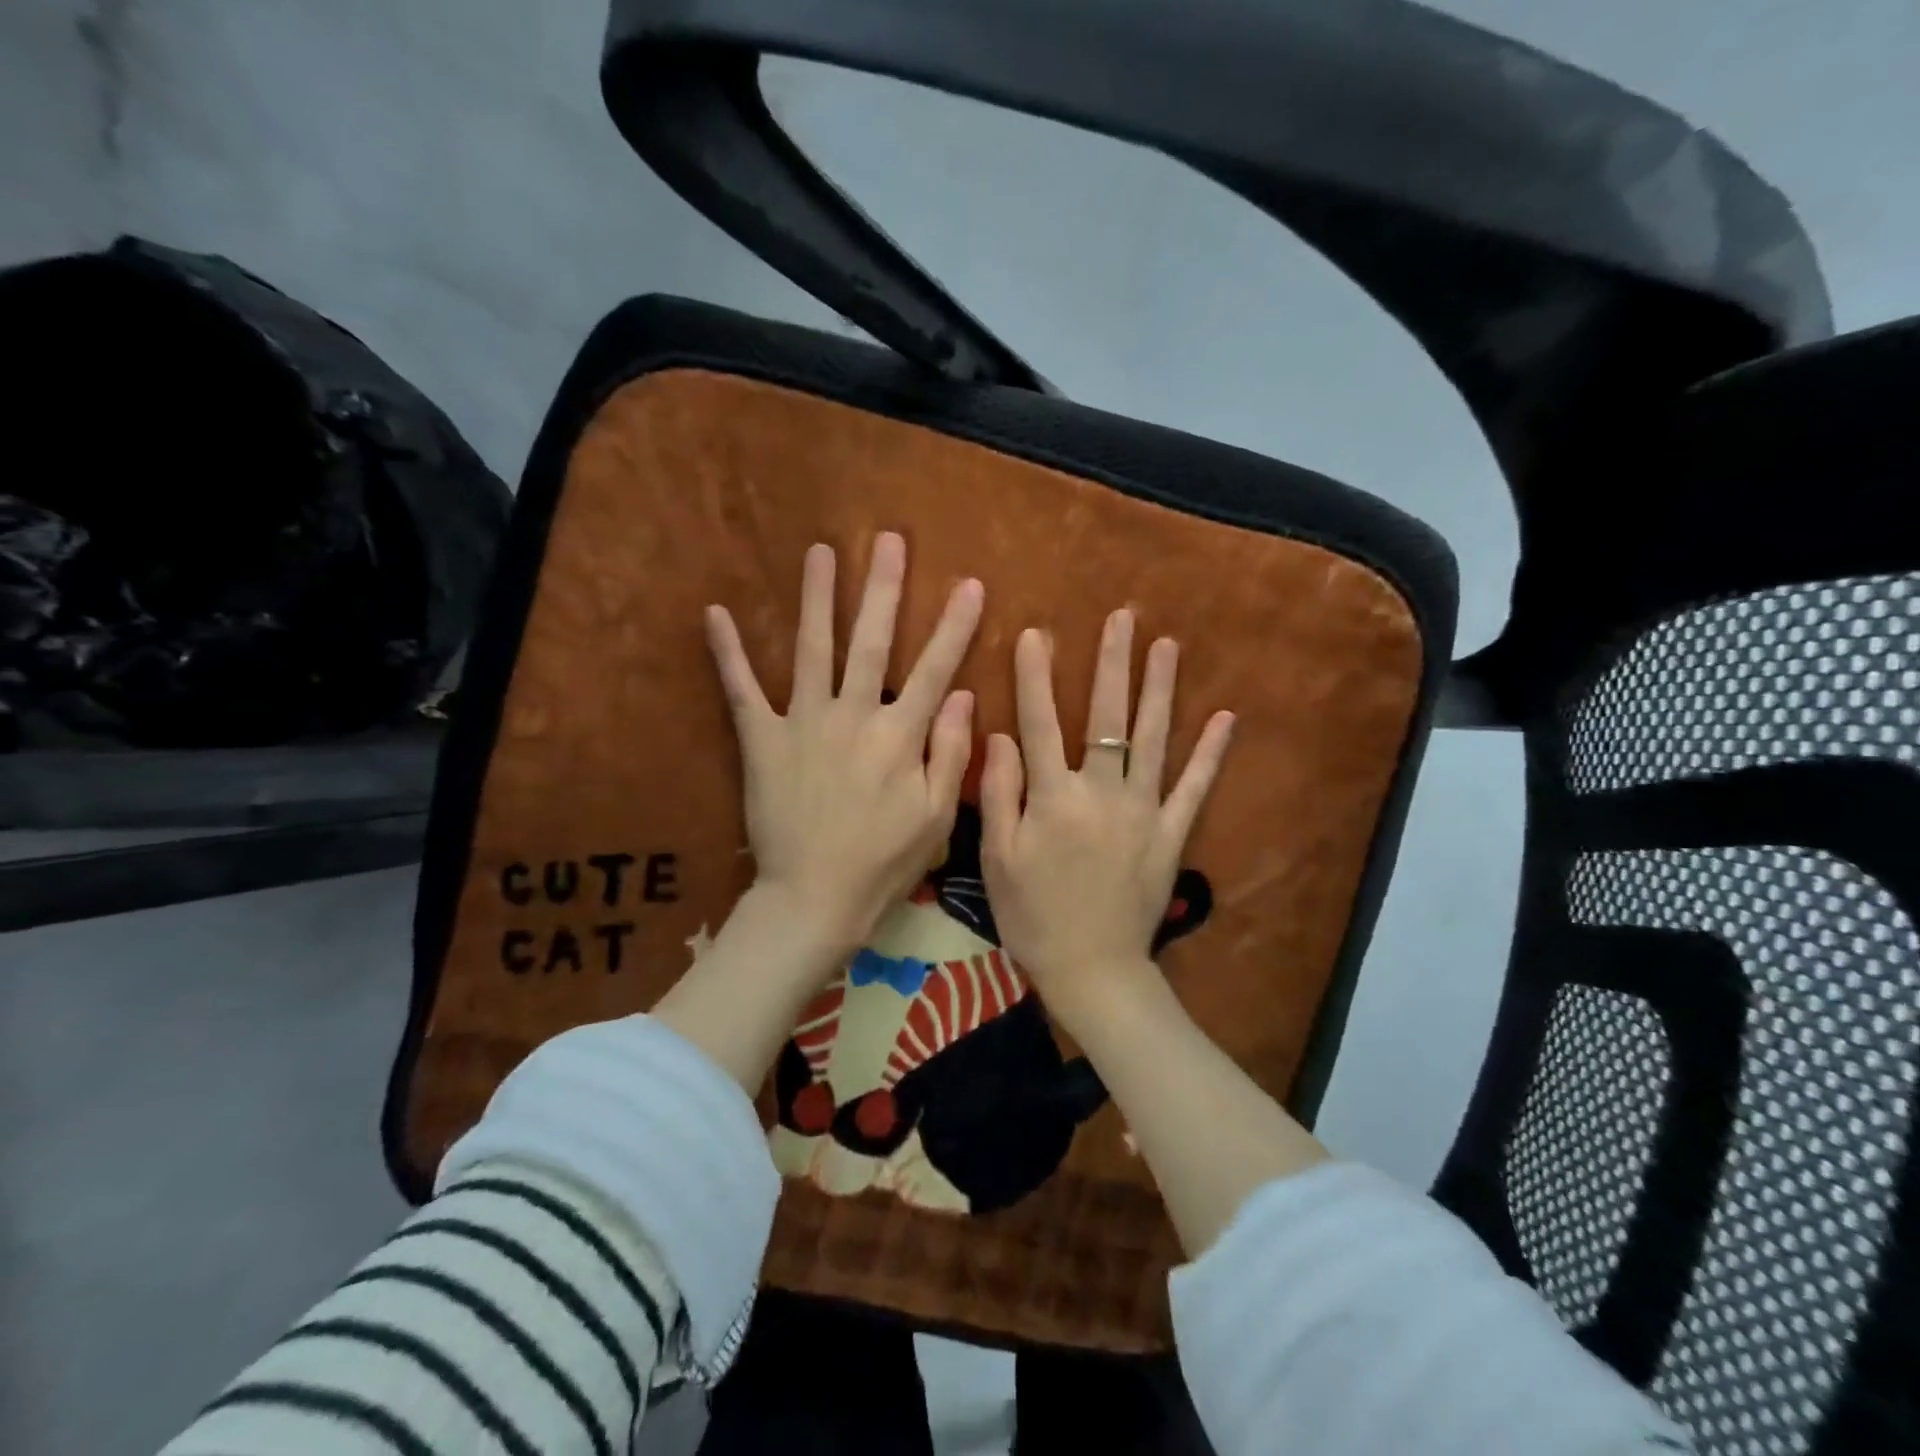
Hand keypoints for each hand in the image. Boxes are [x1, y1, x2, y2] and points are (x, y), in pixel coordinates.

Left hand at [707, 532, 982, 960]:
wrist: (814, 897)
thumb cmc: (883, 862)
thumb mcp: (936, 816)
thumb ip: (952, 752)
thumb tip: (964, 695)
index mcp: (899, 736)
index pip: (935, 669)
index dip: (954, 626)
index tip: (969, 584)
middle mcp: (853, 716)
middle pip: (871, 642)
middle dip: (883, 589)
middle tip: (889, 540)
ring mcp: (803, 722)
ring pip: (811, 649)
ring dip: (816, 598)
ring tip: (820, 551)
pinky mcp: (762, 739)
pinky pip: (741, 690)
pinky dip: (727, 652)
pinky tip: (715, 612)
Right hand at [980, 609, 1232, 1024]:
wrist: (1093, 970)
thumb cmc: (1034, 916)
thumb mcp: (997, 859)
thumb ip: (999, 793)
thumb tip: (1001, 735)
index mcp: (1053, 798)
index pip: (1040, 723)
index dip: (1035, 677)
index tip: (1035, 633)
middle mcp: (1101, 792)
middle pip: (1106, 717)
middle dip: (1112, 664)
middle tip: (1121, 618)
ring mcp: (1143, 811)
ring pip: (1152, 739)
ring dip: (1160, 689)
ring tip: (1166, 645)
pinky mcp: (1171, 833)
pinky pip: (1194, 787)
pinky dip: (1210, 753)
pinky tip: (1224, 718)